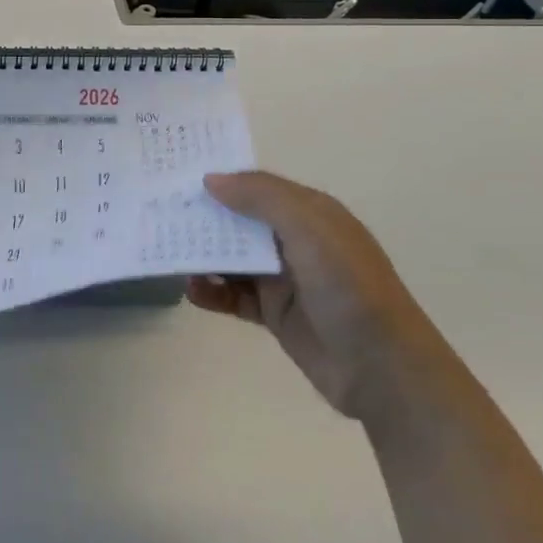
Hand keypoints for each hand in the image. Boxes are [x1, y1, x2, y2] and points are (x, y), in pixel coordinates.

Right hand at [190, 172, 434, 419]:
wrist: (384, 370)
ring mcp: (284, 279)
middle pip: (239, 220)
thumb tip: (211, 178)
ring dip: (202, 254)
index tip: (177, 173)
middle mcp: (294, 240)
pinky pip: (233, 296)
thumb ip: (261, 198)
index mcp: (309, 213)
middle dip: (204, 215)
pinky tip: (191, 291)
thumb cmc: (349, 287)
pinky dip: (211, 291)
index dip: (221, 178)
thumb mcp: (310, 228)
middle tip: (158, 211)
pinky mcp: (275, 315)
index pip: (256, 185)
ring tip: (166, 251)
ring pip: (232, 258)